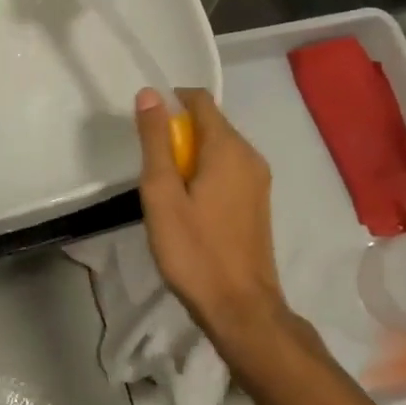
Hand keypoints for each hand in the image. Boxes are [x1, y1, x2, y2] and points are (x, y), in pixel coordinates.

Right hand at [134, 87, 289, 352]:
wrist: (241, 310)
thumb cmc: (195, 250)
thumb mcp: (162, 193)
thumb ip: (155, 140)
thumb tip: (150, 94)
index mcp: (228, 147)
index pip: (200, 99)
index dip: (170, 102)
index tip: (147, 128)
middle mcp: (250, 155)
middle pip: (210, 122)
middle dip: (178, 133)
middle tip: (153, 168)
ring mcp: (258, 180)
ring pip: (218, 147)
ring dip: (190, 155)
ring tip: (167, 190)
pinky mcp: (258, 201)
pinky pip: (228, 168)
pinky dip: (206, 172)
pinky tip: (189, 206)